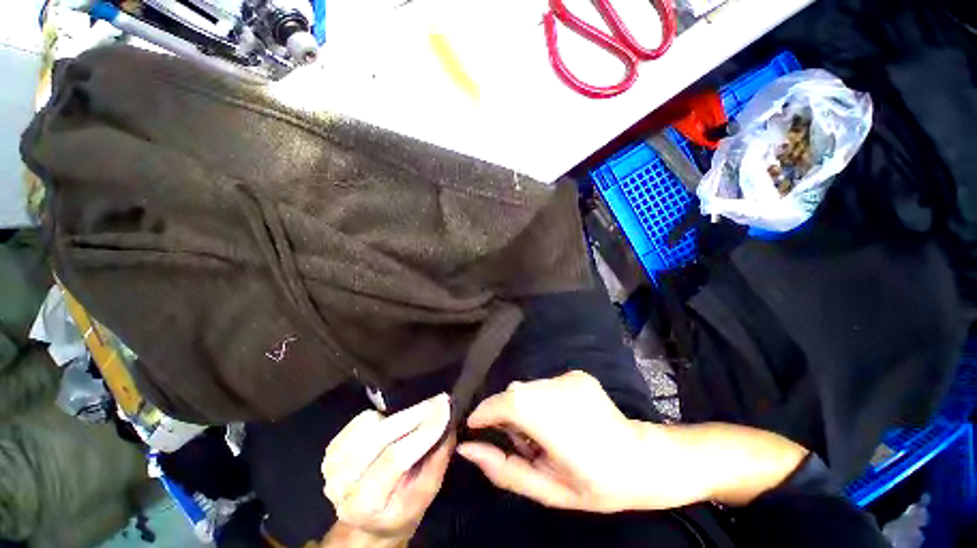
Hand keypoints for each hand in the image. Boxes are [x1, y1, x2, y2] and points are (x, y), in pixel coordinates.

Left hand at [321, 393, 453, 543]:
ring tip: (420, 417)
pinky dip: (384, 415)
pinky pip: (362, 419)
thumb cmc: (403, 507)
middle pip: (381, 436)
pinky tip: (393, 424)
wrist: (369, 520)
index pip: (395, 458)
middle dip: (416, 413)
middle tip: (441, 400)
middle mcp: (341, 486)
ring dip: (402, 415)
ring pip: (372, 424)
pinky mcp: (332, 449)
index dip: (423, 430)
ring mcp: (332, 466)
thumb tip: (448, 417)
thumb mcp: (428, 491)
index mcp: (365, 506)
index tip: (446, 408)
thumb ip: (439, 455)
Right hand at [457, 371, 677, 512]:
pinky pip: (544, 384)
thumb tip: (467, 448)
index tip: (474, 427)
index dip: (486, 411)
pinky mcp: (577, 374)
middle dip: (507, 414)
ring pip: (528, 387)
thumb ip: (504, 469)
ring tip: (544, 431)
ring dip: (524, 407)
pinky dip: (541, 400)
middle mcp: (562, 391)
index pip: (508, 402)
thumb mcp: (547, 490)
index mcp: (557, 424)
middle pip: (515, 392)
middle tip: (522, 442)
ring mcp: (571, 378)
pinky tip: (560, 418)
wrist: (641, 459)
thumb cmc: (595, 485)